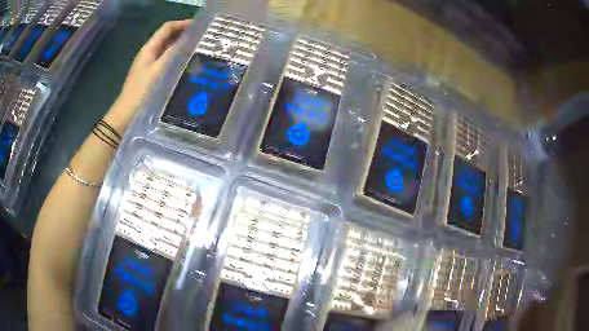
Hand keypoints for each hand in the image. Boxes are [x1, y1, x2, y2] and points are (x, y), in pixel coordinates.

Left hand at [104, 19, 191, 132]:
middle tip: (200, 36)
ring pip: (165, 46)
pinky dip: (174, 54)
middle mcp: (148, 51)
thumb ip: (172, 53)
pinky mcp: (149, 71)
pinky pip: (164, 57)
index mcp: (149, 48)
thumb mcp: (159, 70)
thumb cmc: (142, 91)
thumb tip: (187, 39)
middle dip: (182, 32)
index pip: (167, 28)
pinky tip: (183, 60)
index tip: (198, 26)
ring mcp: (148, 62)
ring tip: (195, 46)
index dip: (182, 23)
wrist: (127, 111)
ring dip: (179, 43)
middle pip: (166, 35)